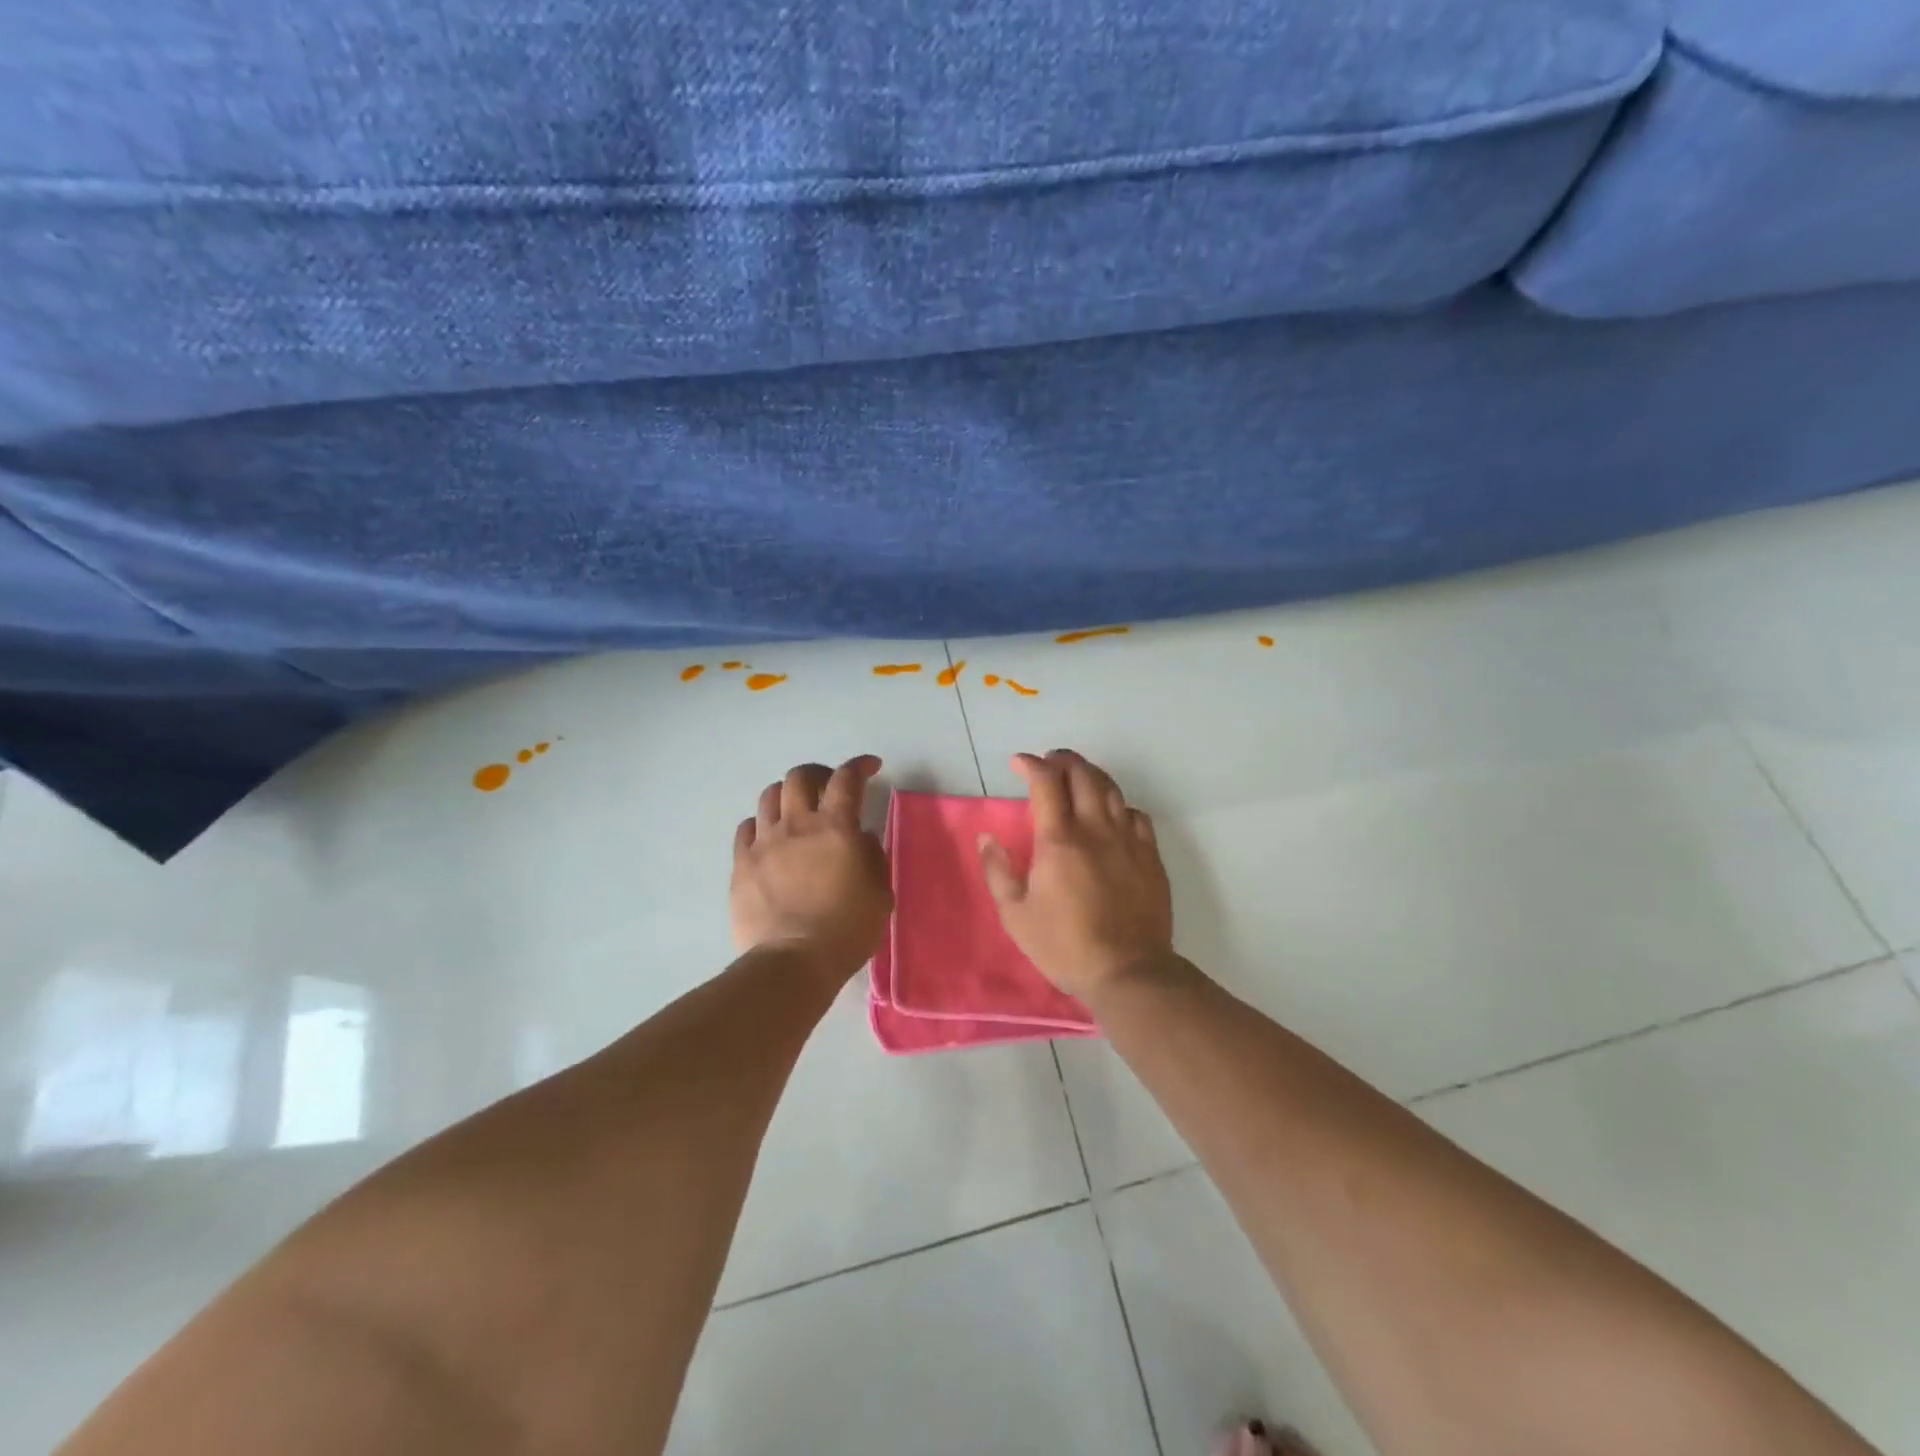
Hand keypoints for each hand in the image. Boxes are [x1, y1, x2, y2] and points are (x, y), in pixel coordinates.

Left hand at [732, 755, 892, 980]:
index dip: (859, 766)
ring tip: (797, 809)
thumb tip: (861, 837)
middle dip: (818, 773)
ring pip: (769, 796)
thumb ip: (873, 856)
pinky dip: (762, 823)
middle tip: (829, 787)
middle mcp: (797, 824)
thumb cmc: (847, 929)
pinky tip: (770, 836)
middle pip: (800, 777)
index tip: (870, 767)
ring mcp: (764, 842)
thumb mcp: (880, 893)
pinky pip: (746, 828)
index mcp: (836, 827)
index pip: (847, 779)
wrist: (794, 962)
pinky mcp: (741, 864)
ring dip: (787, 794)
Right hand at [978, 750, 1175, 1003]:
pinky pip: (1136, 815)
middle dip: (1063, 760)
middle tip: (1049, 762)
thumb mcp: (1016, 915)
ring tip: (1078, 777)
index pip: (1046, 783)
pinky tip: (1112, 814)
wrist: (1128, 972)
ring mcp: (1128, 841)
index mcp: (1059, 840)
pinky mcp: (1150, 857)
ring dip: (1091, 775)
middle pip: (1083, 775)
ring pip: (1111, 789)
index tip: (1018, 763)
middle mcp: (1095, 830)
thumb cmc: (1064, 946)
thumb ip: (998, 871)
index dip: (1031, 765)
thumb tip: (987, 838)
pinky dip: (1119, 805)